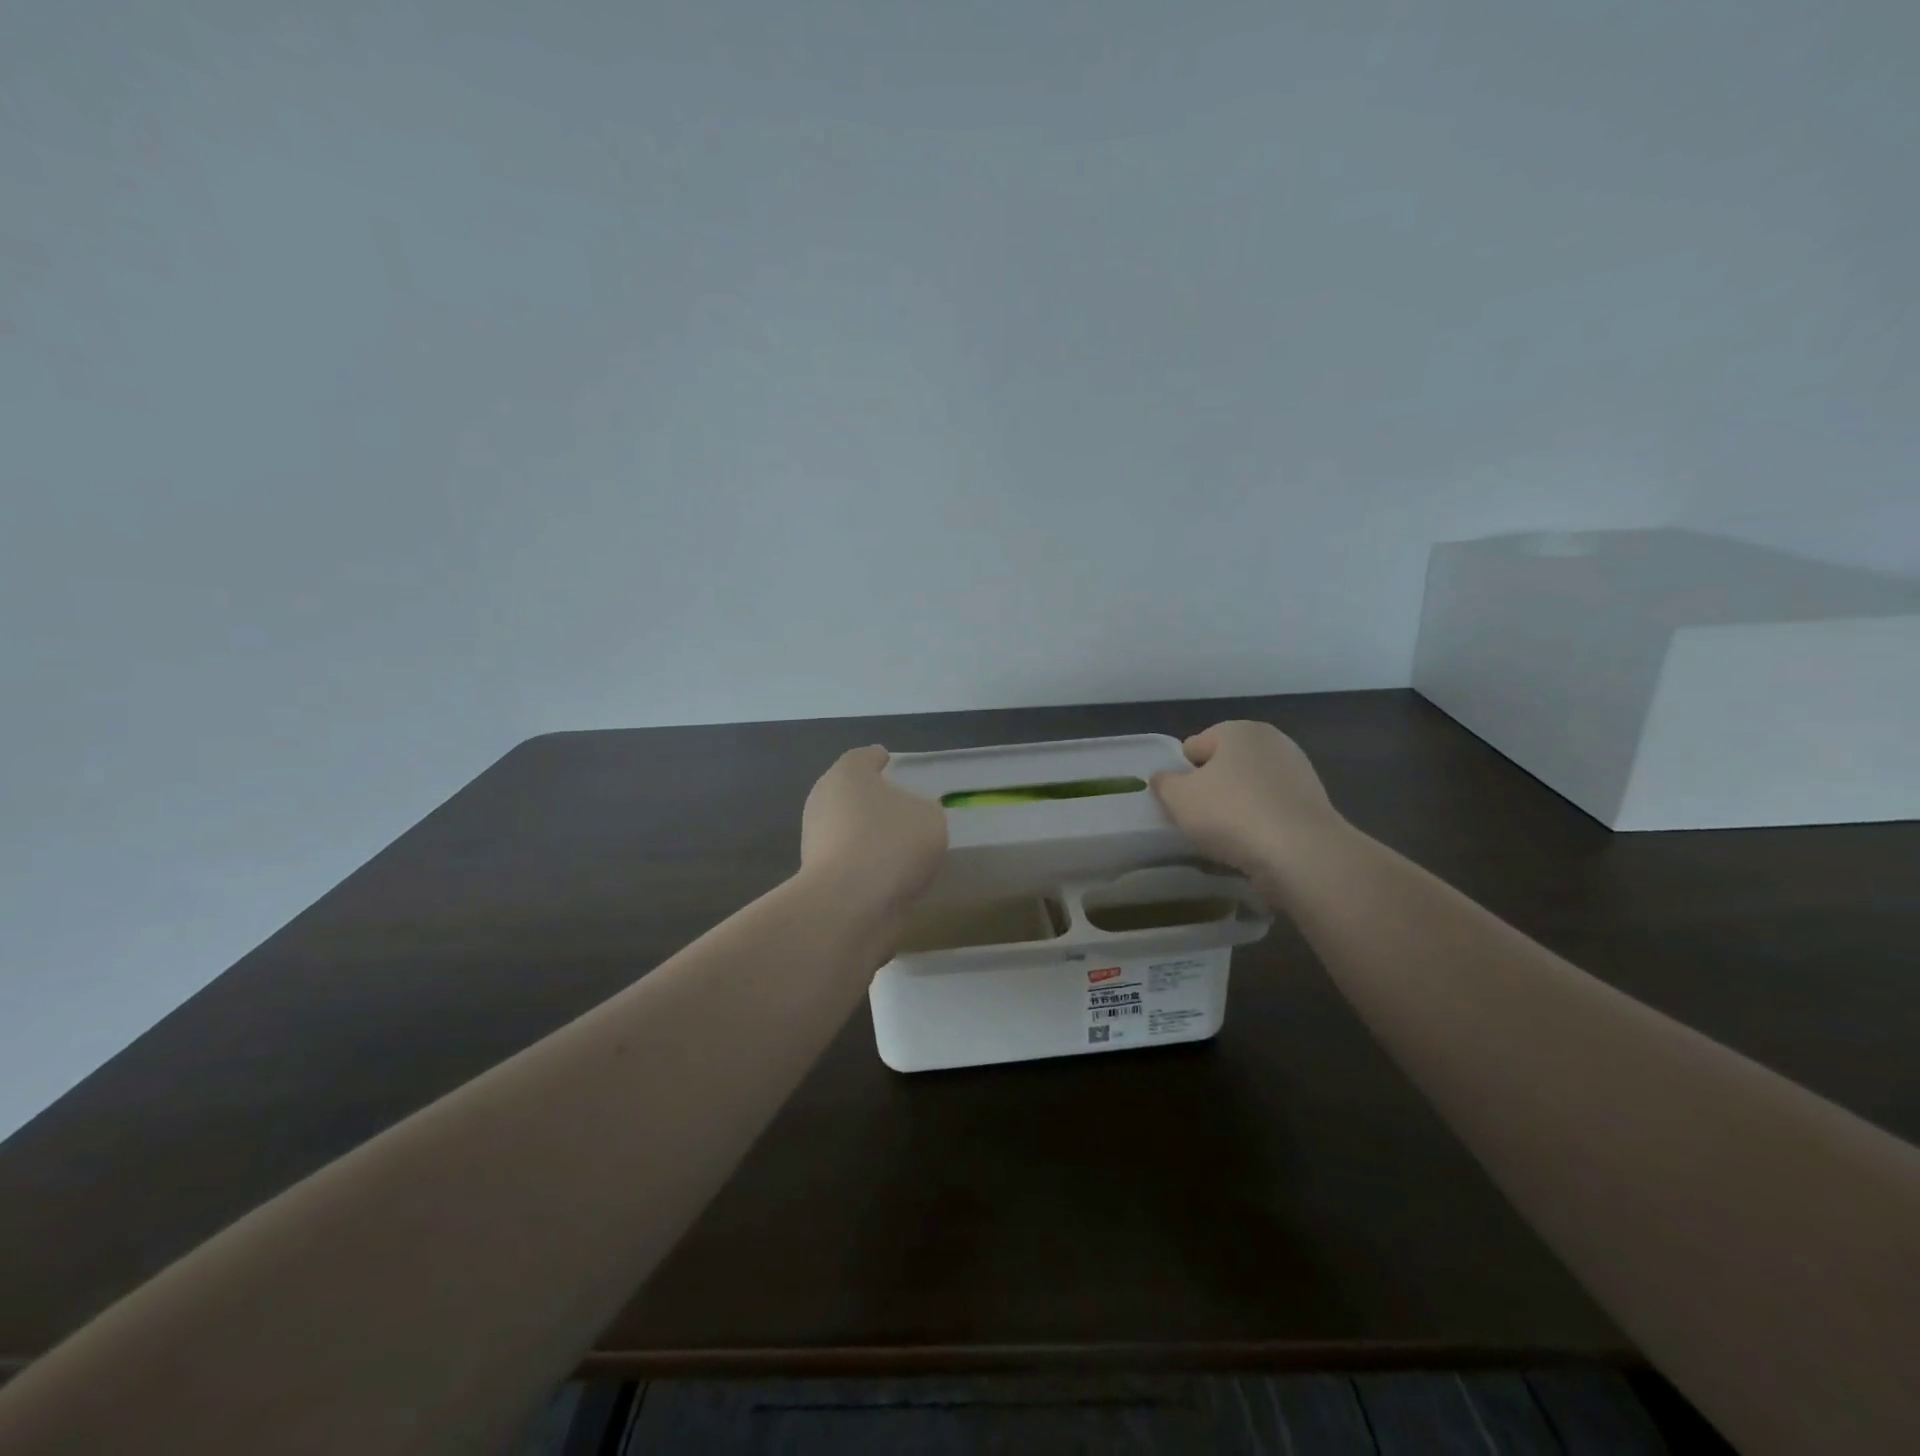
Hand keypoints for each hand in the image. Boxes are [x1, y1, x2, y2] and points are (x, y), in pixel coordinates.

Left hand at [800, 745, 948, 917]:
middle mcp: (823, 801)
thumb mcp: (929, 818)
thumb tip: (910, 817)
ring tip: (900, 847)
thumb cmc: (891, 843)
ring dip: (867, 835)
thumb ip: (923, 810)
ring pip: (847, 829)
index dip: (879, 759)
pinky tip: (888, 876)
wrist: (850, 905)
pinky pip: (848, 862)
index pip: (864, 758)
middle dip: (872, 800)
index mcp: (847, 774)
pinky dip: (864, 865)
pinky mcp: (816, 876)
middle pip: (850, 793)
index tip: (889, 762)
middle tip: (900, 807)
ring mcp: (814, 840)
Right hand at [1151, 721, 1346, 884]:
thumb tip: (1163, 778)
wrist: (1301, 853)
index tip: (1178, 803)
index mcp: (1238, 730)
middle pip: (1224, 767)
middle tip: (1198, 821)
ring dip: (1236, 809)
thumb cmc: (1230, 813)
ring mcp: (1298, 772)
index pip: (1194, 746)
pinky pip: (1272, 811)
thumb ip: (1163, 783)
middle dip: (1210, 790)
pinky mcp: (1314, 804)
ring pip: (1250, 790)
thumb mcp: (1178, 798)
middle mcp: (1272, 742)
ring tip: (1225, 840)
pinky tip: (1253, 847)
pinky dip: (1261, 825)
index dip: (1180, 775)